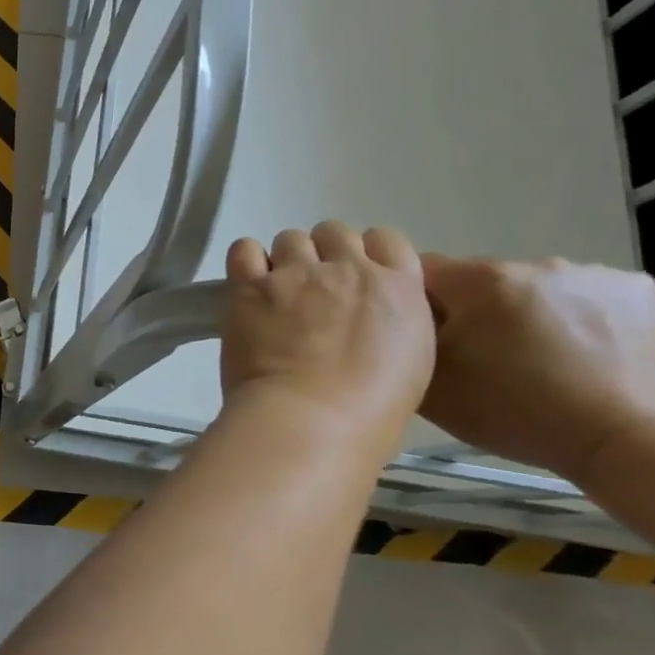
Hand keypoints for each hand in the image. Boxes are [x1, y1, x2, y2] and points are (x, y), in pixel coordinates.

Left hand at [218, 222, 434, 452]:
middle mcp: (348, 269)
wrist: (311, 421)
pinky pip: (244, 250)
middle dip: (324, 254)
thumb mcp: (410, 362)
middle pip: (334, 233)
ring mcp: (296, 274)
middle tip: (313, 289)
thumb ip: (391, 323)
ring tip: (279, 293)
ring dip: (286, 259)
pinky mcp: (251, 286)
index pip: (386, 240)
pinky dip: (246, 261)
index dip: (366, 254)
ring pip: (290, 239)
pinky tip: (248, 284)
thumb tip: (368, 316)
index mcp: (398, 287)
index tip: (353, 278)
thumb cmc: (370, 412)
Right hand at [420, 255, 654, 480]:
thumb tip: (401, 317)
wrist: (633, 443)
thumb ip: (405, 341)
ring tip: (542, 361)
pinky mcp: (637, 289)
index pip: (422, 271)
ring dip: (527, 313)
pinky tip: (585, 355)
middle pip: (480, 280)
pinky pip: (585, 295)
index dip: (419, 303)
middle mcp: (533, 263)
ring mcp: (591, 272)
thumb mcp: (432, 386)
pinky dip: (578, 318)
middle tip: (489, 359)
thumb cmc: (518, 414)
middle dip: (477, 311)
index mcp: (479, 280)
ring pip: (533, 288)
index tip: (434, 340)